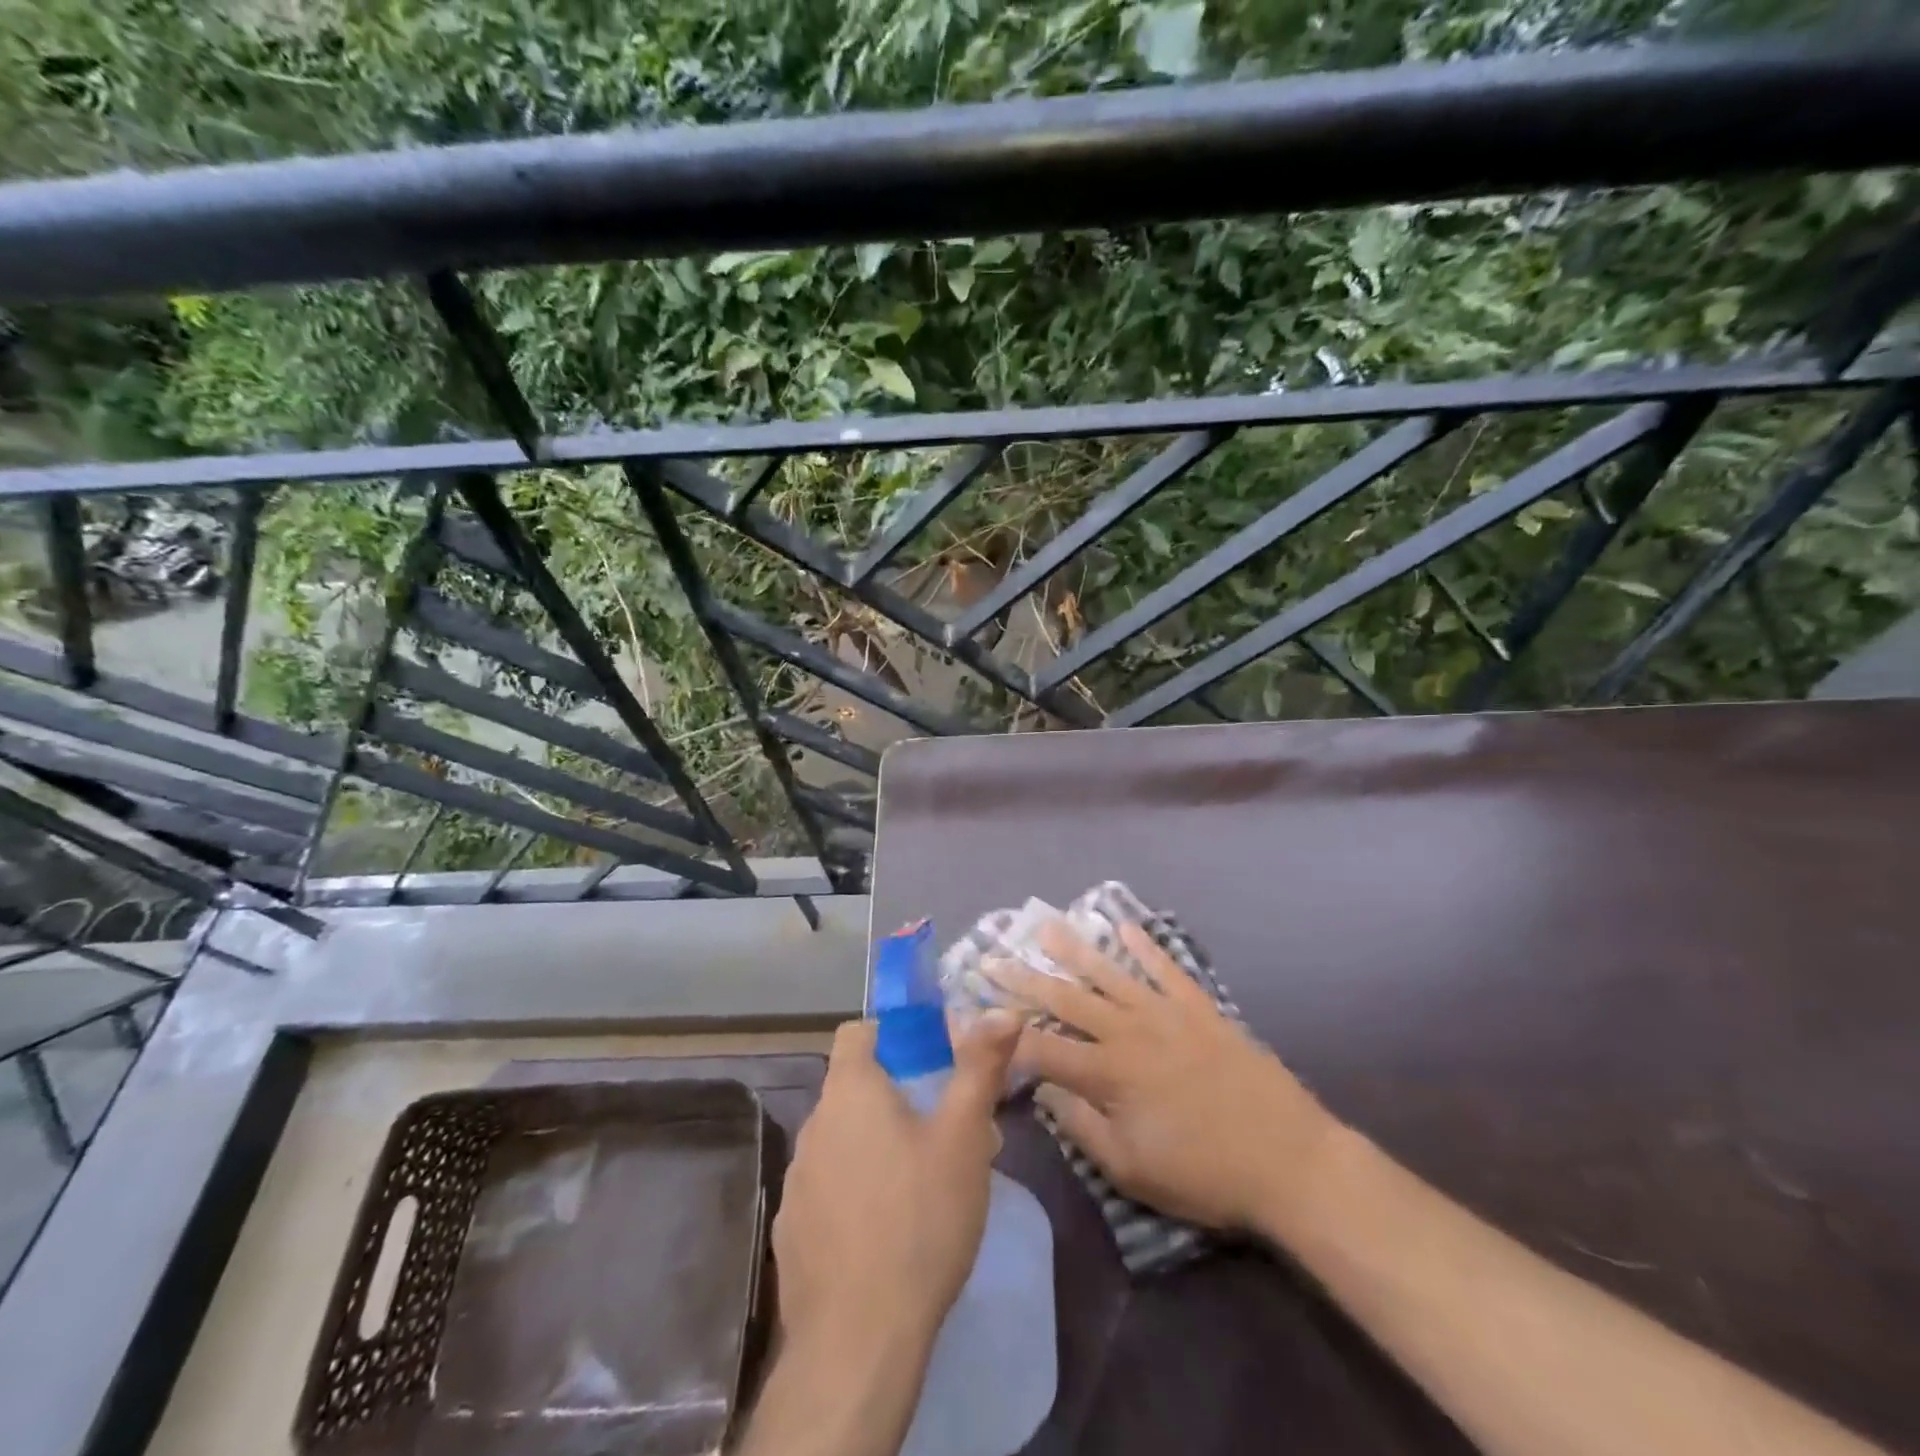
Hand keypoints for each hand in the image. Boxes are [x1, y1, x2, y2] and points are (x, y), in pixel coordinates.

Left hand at [773, 1011, 1022, 1356]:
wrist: (857, 1341)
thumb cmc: (919, 1219)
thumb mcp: (963, 1137)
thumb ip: (980, 1067)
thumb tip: (1003, 1010)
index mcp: (850, 1091)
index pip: (858, 1032)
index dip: (893, 1034)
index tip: (930, 1057)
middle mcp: (814, 1124)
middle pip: (854, 1088)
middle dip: (897, 1096)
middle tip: (944, 1127)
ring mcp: (796, 1179)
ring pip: (842, 1140)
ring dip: (875, 1145)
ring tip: (922, 1182)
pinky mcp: (791, 1230)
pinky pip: (827, 1188)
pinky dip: (854, 1192)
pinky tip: (885, 1230)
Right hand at [1003, 920, 1335, 1234]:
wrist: (1289, 1159)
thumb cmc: (1205, 1174)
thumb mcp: (1132, 1169)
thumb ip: (1081, 1125)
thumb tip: (1043, 1089)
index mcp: (1109, 1073)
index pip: (1042, 1047)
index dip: (1004, 1032)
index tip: (974, 1015)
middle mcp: (1129, 1031)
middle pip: (1066, 1000)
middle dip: (1024, 979)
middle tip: (992, 957)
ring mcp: (1166, 1013)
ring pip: (1109, 974)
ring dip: (1074, 950)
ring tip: (1045, 927)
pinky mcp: (1199, 1008)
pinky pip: (1165, 968)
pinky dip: (1144, 946)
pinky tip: (1124, 926)